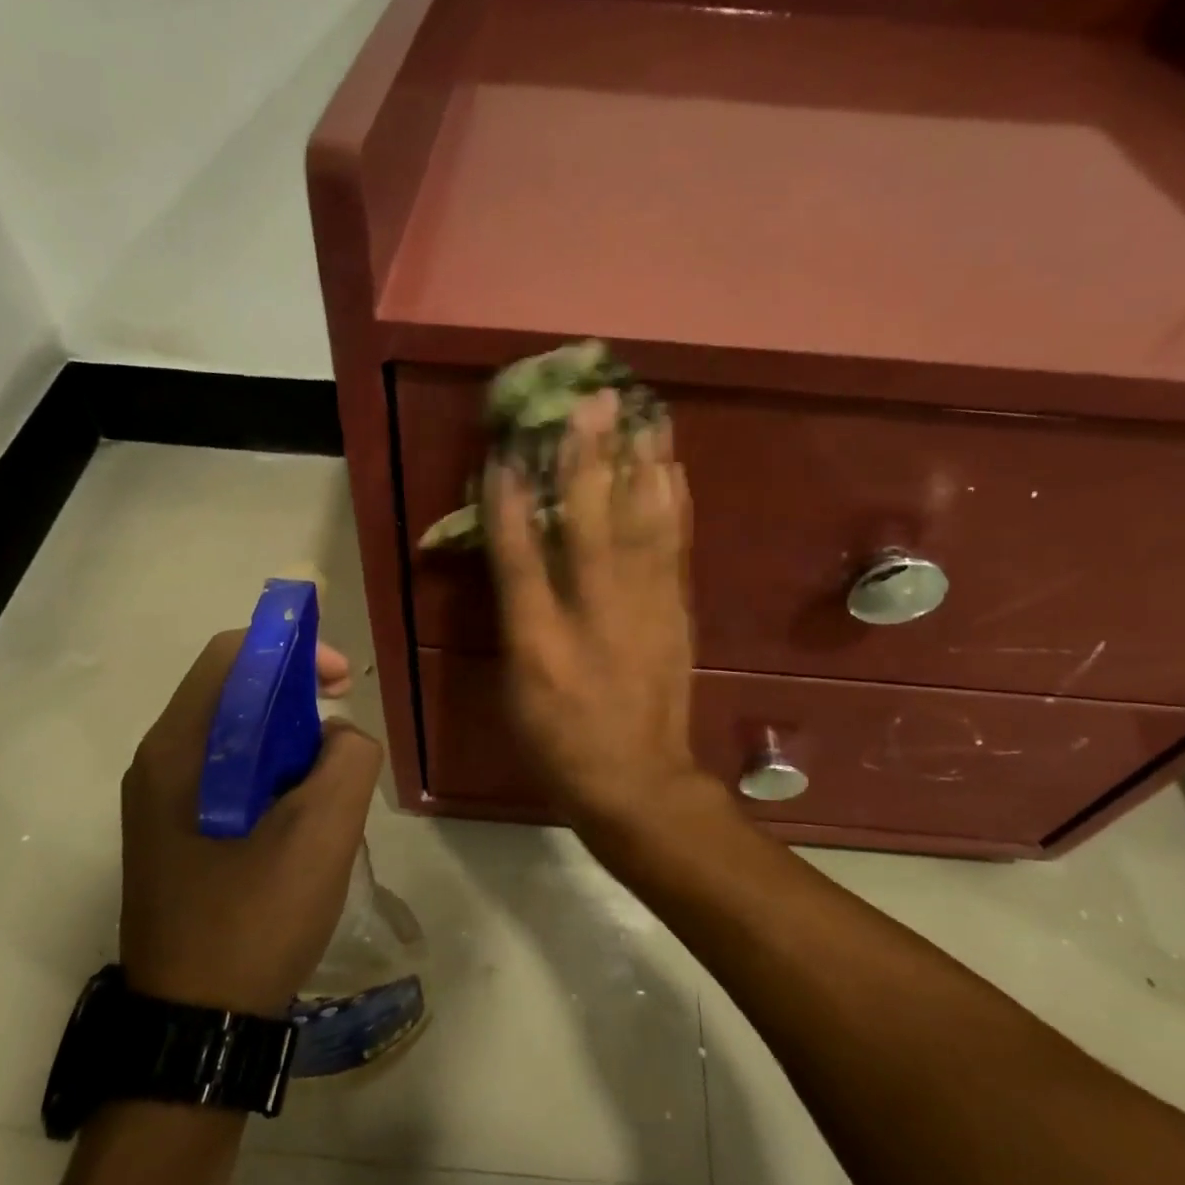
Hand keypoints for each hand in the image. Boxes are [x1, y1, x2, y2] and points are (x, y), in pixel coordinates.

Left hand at [119, 632, 380, 1015]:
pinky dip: (272, 772)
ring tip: (327, 783)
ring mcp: (161, 800)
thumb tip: (338, 736)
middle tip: (342, 732)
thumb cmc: (254, 920)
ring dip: (288, 739)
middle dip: (297, 697)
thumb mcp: (323, 832)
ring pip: (235, 734)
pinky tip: (302, 815)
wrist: (197, 1028)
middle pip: (233, 691)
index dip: (293, 650)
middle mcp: (159, 763)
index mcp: (179, 750)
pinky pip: (229, 772)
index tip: (342, 681)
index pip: (233, 656)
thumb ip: (347, 759)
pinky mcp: (175, 830)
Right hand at [483, 388, 704, 836]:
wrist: (636, 781)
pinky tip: (674, 470)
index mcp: (540, 640)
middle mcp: (593, 614)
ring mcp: (643, 611)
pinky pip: (676, 549)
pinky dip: (675, 505)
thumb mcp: (516, 687)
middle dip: (588, 459)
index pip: (520, 556)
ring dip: (641, 466)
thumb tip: (517, 558)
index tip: (507, 449)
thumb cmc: (559, 741)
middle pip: (589, 526)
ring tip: (644, 415)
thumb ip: (516, 617)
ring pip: (642, 526)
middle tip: (593, 402)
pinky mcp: (676, 613)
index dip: (510, 500)